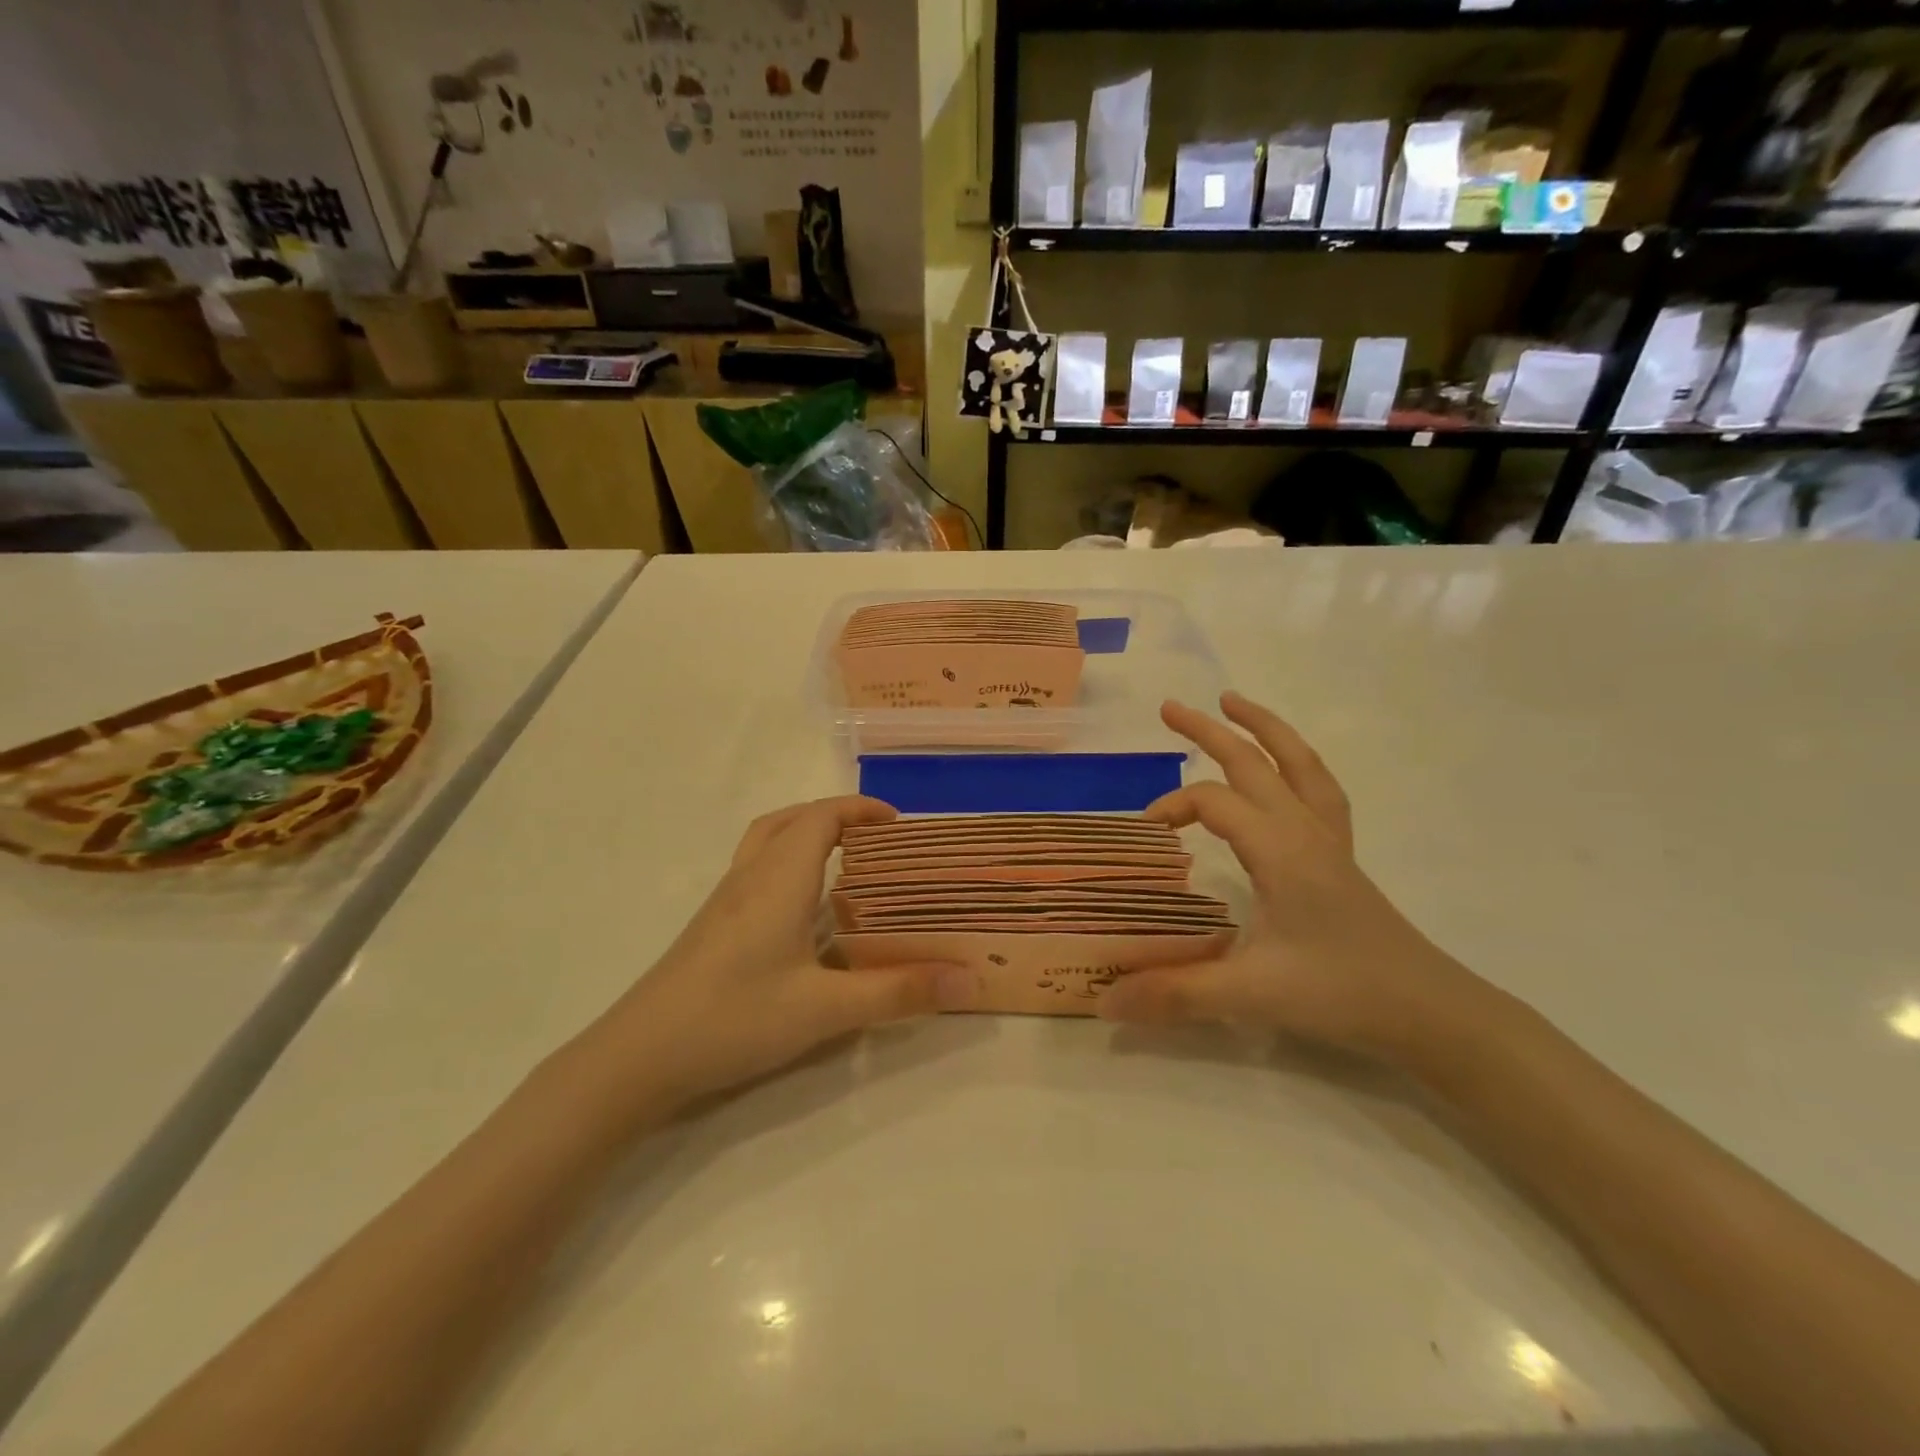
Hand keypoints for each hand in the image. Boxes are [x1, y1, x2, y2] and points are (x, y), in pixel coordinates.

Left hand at [571, 796, 973, 1119]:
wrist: (640, 1055)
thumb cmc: (736, 1017)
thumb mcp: (826, 1009)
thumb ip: (898, 992)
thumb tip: (968, 980)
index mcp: (780, 878)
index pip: (821, 817)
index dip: (860, 809)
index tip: (897, 823)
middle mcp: (751, 876)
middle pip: (792, 819)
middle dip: (836, 816)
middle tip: (875, 840)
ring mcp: (725, 899)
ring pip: (768, 841)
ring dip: (807, 834)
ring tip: (844, 863)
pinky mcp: (712, 923)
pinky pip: (756, 869)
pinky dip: (787, 863)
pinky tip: (803, 912)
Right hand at [1099, 692, 1489, 1064]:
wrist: (1429, 1012)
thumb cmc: (1340, 994)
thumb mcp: (1251, 994)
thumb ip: (1175, 993)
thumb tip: (1104, 1000)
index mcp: (1280, 849)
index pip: (1214, 802)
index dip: (1172, 807)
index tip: (1146, 835)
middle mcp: (1304, 831)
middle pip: (1254, 762)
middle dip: (1209, 731)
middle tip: (1169, 708)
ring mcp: (1329, 840)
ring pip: (1297, 763)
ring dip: (1264, 728)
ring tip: (1233, 702)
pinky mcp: (1342, 857)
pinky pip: (1318, 790)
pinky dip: (1296, 763)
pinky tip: (1284, 768)